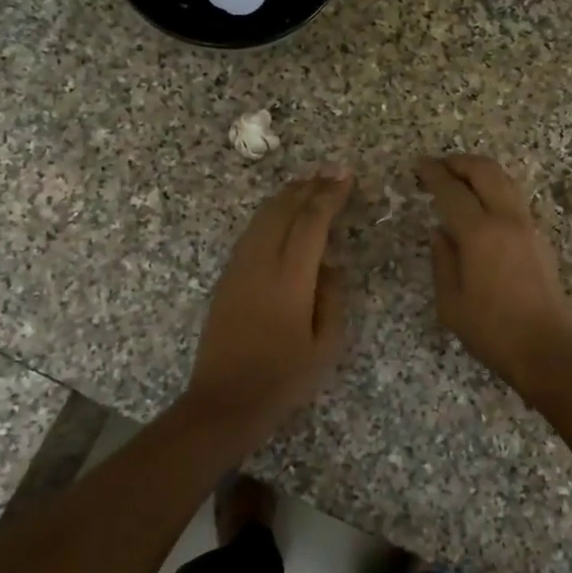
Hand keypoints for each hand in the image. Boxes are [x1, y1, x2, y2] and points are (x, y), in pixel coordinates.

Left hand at [185, 168, 353, 428]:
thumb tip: (330, 265)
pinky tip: (280, 215)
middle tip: (331, 172)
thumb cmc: (284, 379)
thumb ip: (332, 298)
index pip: (311, 222)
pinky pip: (250, 233)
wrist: (225, 400)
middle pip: (283, 210)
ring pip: (262, 218)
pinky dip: (269, 215)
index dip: (329, 196)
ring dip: (286, 197)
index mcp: (290, 278)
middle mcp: (260, 263)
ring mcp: (238, 269)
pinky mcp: (226, 279)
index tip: (346, 176)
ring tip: (308, 184)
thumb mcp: (326, 345)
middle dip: (308, 187)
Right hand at [416, 155, 571, 399]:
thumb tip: (440, 233)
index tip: (419, 166)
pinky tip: (482, 206)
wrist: (548, 349)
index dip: (433, 174)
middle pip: (485, 171)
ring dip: (481, 172)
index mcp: (480, 234)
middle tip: (439, 166)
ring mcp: (528, 226)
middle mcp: (507, 220)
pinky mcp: (540, 238)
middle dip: (460, 162)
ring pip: (505, 181)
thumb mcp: (451, 303)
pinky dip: (495, 189)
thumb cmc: (492, 331)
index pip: (452, 191)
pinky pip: (514, 199)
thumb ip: (442, 261)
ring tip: (459, 180)